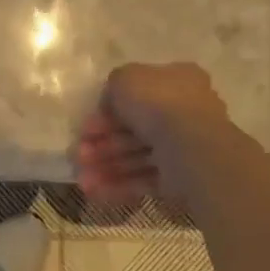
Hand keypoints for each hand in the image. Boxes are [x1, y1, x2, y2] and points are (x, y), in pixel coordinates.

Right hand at [75, 62, 228, 205]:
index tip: (86, 125)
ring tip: (82, 178)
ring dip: (107, 166)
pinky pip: (146, 179)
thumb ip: (114, 86)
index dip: (108, 110)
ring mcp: (183, 147)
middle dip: (104, 142)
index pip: (139, 94)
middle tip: (79, 154)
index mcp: (177, 81)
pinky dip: (120, 185)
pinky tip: (95, 191)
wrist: (190, 145)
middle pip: (136, 128)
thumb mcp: (125, 79)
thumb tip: (110, 105)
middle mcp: (184, 112)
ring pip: (138, 156)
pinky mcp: (181, 177)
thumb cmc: (157, 102)